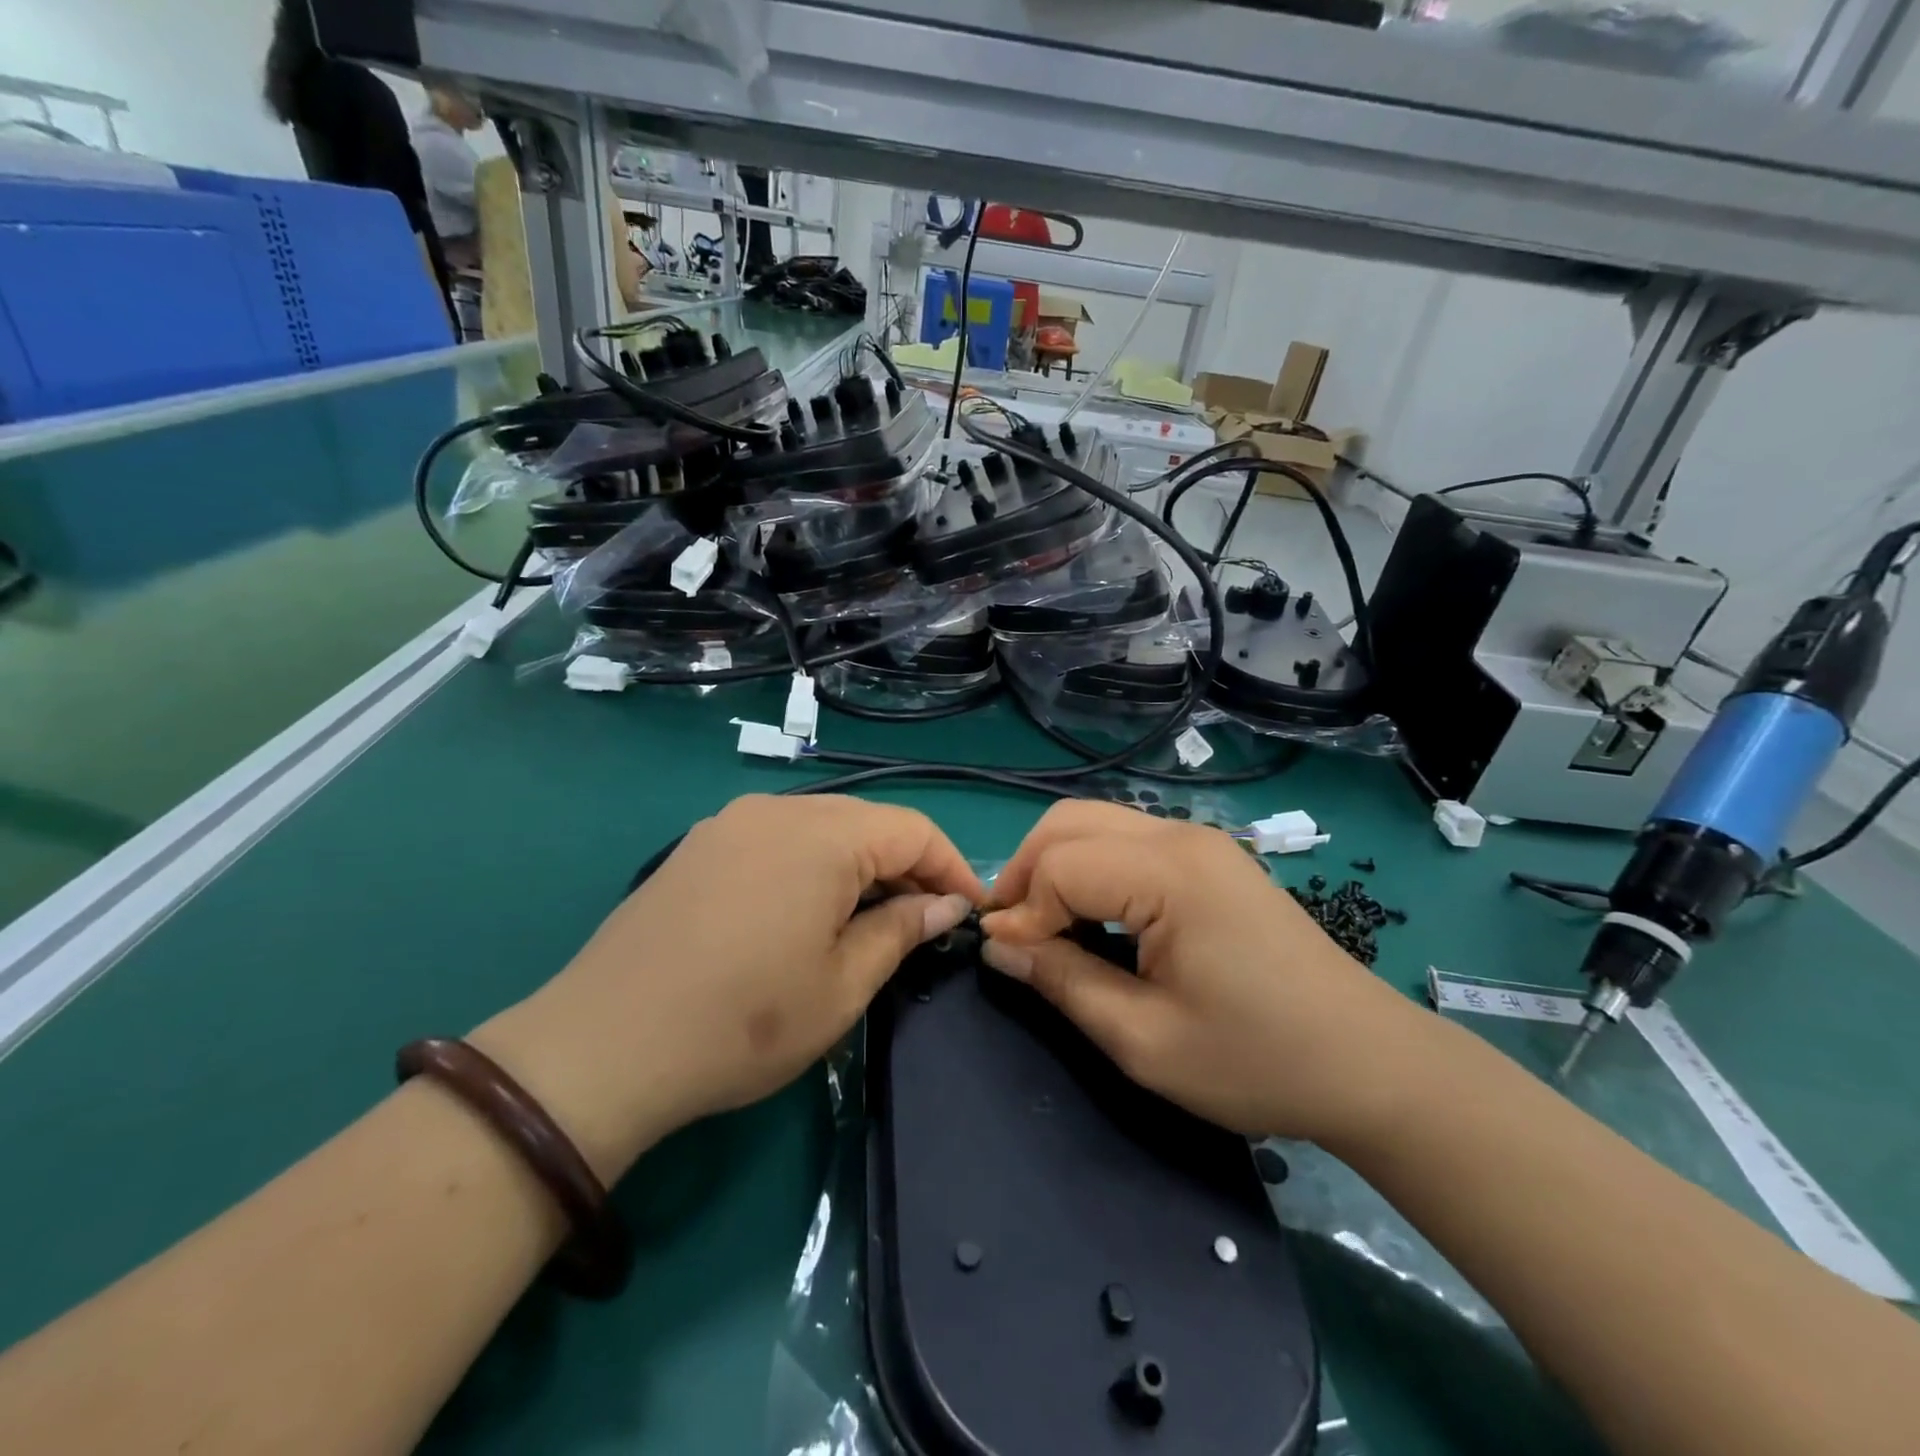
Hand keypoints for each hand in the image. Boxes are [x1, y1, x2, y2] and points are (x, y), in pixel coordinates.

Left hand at [477, 795, 984, 1177]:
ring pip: (822, 828)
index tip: (970, 912)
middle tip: (927, 920)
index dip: (952, 868)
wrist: (603, 1046)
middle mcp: (777, 810)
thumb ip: (902, 930)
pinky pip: (778, 839)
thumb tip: (947, 904)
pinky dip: (813, 866)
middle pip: (868, 822)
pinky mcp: (699, 846)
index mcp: (823, 836)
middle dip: (908, 866)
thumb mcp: (843, 985)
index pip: (914, 829)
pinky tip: (808, 910)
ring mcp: (730, 823)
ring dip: (860, 865)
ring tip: (872, 918)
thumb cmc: (744, 1021)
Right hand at [979, 801, 1423, 1144]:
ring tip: (1043, 925)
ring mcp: (1201, 842)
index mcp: (1170, 873)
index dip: (1021, 910)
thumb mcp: (1144, 1039)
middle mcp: (1182, 836)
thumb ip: (1063, 982)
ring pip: (1096, 822)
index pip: (1060, 864)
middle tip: (1014, 935)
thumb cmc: (1257, 1060)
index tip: (1007, 960)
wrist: (1369, 1064)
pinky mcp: (1211, 858)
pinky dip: (1091, 867)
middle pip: (1070, 822)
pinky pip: (1127, 840)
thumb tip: (997, 947)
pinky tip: (1092, 914)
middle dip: (1026, 871)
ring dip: (1055, 865)